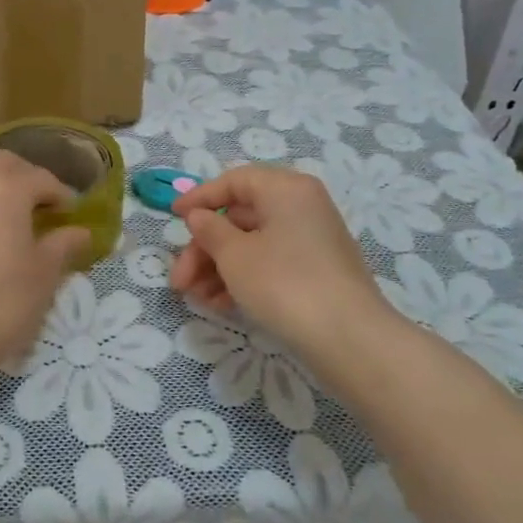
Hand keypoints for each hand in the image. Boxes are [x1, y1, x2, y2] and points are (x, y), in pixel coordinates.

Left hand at [0, 149, 89, 384]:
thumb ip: (63, 245)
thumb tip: (80, 232)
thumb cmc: (2, 302)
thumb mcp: (44, 275)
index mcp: (7, 189)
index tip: (69, 210)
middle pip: (1, 162)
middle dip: (24, 174)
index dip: (59, 192)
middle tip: (37, 200)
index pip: (40, 178)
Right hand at [170, 166, 395, 367]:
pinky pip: (270, 264)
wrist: (350, 340)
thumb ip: (209, 230)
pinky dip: (243, 279)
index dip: (199, 198)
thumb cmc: (284, 284)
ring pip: (252, 245)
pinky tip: (220, 305)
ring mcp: (312, 241)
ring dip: (218, 269)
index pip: (234, 181)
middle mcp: (302, 207)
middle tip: (179, 280)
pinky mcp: (316, 273)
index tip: (172, 217)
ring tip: (195, 299)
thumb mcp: (235, 255)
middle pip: (239, 218)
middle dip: (204, 249)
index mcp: (285, 189)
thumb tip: (199, 216)